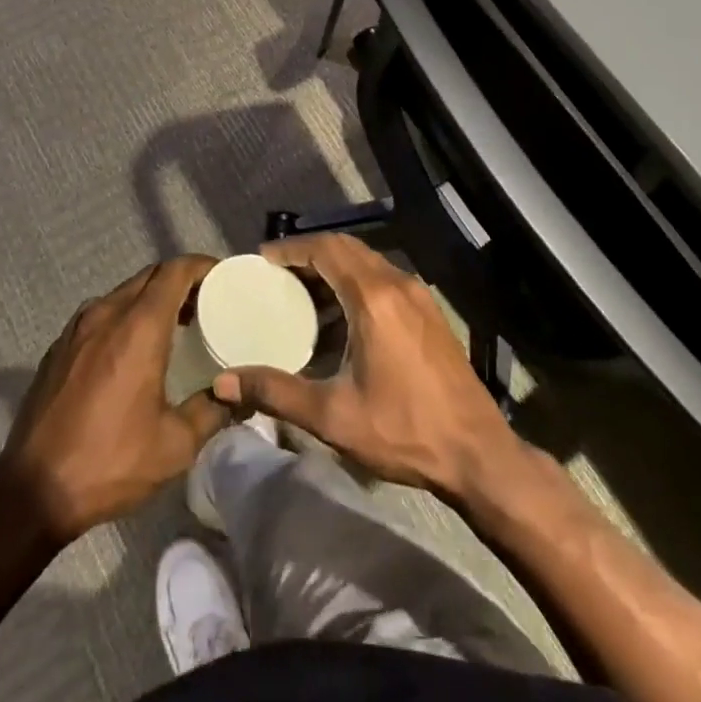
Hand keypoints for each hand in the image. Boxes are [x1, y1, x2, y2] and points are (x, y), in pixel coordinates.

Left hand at [0, 255, 229, 542]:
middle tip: (206, 305)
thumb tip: (240, 394)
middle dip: (180, 282)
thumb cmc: (110, 462)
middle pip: (150, 276)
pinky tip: (133, 351)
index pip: (175, 271)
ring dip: (152, 299)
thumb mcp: (175, 445)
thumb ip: (212, 410)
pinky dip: (126, 317)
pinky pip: (101, 314)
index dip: (201, 267)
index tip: (223, 278)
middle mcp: (106, 313)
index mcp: (138, 326)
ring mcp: (77, 328)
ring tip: (175, 327)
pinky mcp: (59, 346)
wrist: (32, 491)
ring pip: (124, 293)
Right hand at [211, 234, 520, 502]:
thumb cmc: (404, 430)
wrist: (478, 453)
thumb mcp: (333, 416)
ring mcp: (418, 296)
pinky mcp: (429, 312)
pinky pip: (384, 279)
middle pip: (347, 248)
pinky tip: (342, 317)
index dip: (292, 249)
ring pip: (367, 262)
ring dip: (334, 267)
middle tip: (277, 274)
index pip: (326, 249)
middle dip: (310, 253)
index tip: (263, 258)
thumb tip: (222, 384)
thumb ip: (276, 393)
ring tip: (303, 294)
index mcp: (373, 297)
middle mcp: (397, 283)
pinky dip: (356, 282)